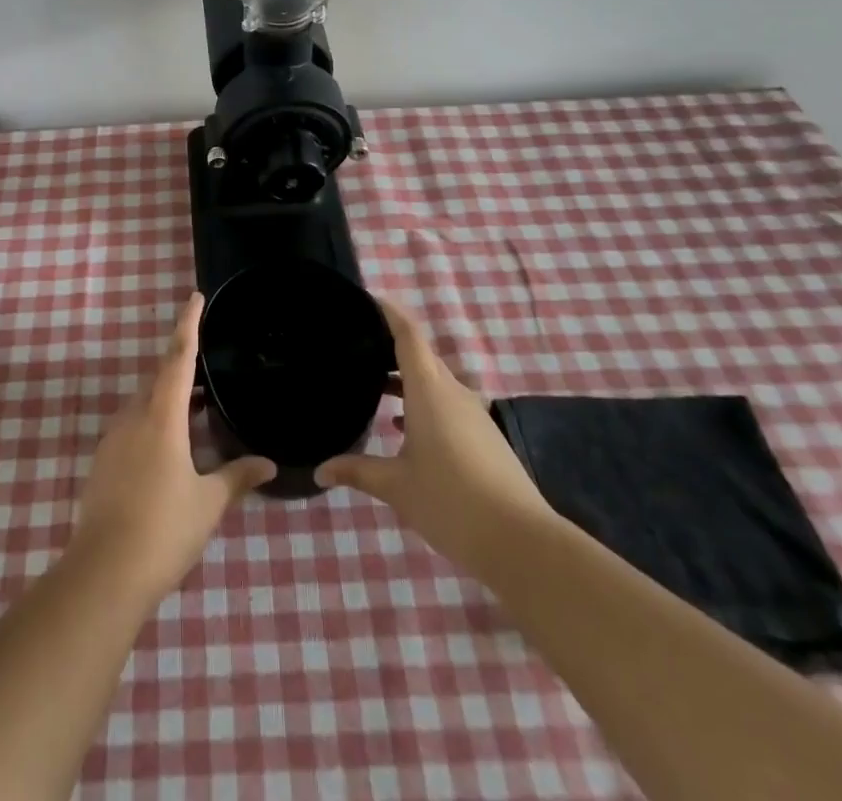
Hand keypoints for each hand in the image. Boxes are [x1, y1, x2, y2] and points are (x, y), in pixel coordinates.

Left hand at [70, 293, 275, 601]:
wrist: (102, 573)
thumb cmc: (163, 530)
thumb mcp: (208, 503)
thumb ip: (237, 477)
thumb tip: (267, 463)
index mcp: (161, 417)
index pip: (177, 358)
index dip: (187, 325)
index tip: (194, 297)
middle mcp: (133, 418)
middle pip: (158, 378)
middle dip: (180, 366)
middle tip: (206, 364)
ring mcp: (113, 440)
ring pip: (143, 403)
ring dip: (167, 397)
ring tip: (194, 407)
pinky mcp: (102, 462)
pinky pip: (132, 426)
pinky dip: (152, 421)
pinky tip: (169, 447)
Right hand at [317, 299, 554, 574]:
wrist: (521, 542)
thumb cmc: (450, 502)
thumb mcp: (396, 487)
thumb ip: (357, 471)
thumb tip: (320, 470)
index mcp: (429, 390)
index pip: (409, 336)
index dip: (390, 313)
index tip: (368, 300)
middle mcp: (453, 392)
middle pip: (421, 356)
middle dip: (391, 346)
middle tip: (357, 346)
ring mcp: (473, 414)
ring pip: (434, 382)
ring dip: (406, 380)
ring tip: (373, 386)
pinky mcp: (484, 436)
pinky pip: (446, 404)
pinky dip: (421, 403)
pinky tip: (401, 428)